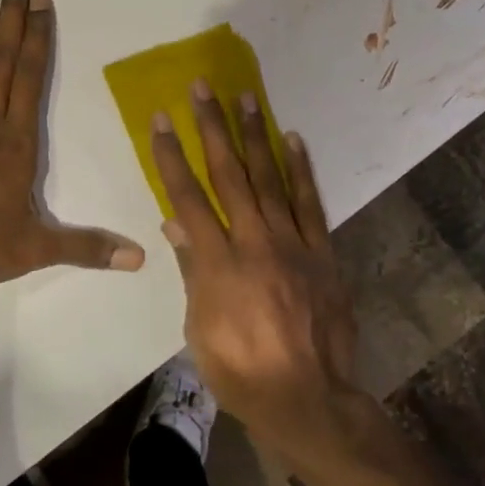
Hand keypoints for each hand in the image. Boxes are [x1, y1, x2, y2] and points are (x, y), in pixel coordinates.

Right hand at [150, 81, 361, 462]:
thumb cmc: (240, 370)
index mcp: (218, 262)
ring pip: (270, 178)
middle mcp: (255, 242)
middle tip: (203, 88)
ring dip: (255, 135)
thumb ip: (192, 269)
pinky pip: (311, 203)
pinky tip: (292, 139)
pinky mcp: (322, 251)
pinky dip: (301, 169)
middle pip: (229, 174)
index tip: (162, 120)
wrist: (307, 397)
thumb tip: (176, 222)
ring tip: (246, 97)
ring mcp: (293, 244)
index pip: (188, 197)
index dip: (172, 156)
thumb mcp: (199, 327)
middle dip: (212, 128)